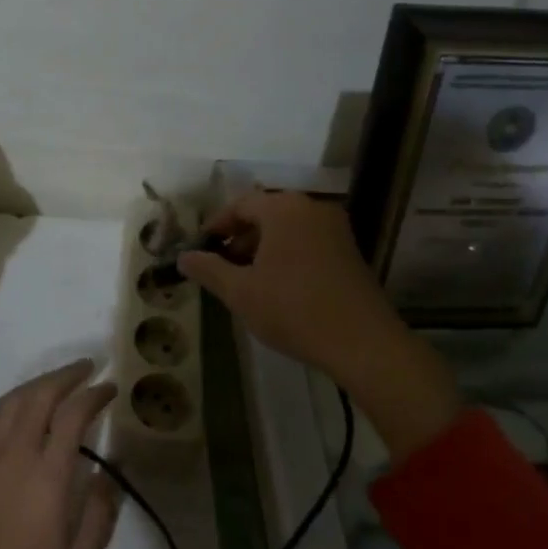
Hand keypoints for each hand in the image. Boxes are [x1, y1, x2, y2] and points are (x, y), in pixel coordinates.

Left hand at [0, 360, 119, 548]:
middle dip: (66, 375)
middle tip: (86, 368)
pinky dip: (12, 405)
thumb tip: (109, 477)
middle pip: (39, 395)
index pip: (73, 414)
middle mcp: (14, 454)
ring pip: (11, 402)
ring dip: (37, 385)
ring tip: (57, 383)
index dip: (93, 394)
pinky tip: (21, 414)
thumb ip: (100, 517)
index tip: (109, 388)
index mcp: (47, 476)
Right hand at [179, 190, 459, 464]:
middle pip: (265, 214)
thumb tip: (183, 257)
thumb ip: (208, 270)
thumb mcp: (240, 292)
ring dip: (262, 250)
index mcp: (284, 209)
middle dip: (239, 239)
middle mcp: (312, 209)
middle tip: (220, 268)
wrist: (363, 343)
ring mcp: (335, 230)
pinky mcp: (349, 252)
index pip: (240, 205)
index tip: (200, 249)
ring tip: (246, 282)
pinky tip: (276, 288)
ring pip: (287, 230)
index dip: (216, 226)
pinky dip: (286, 256)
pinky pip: (307, 243)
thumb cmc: (293, 310)